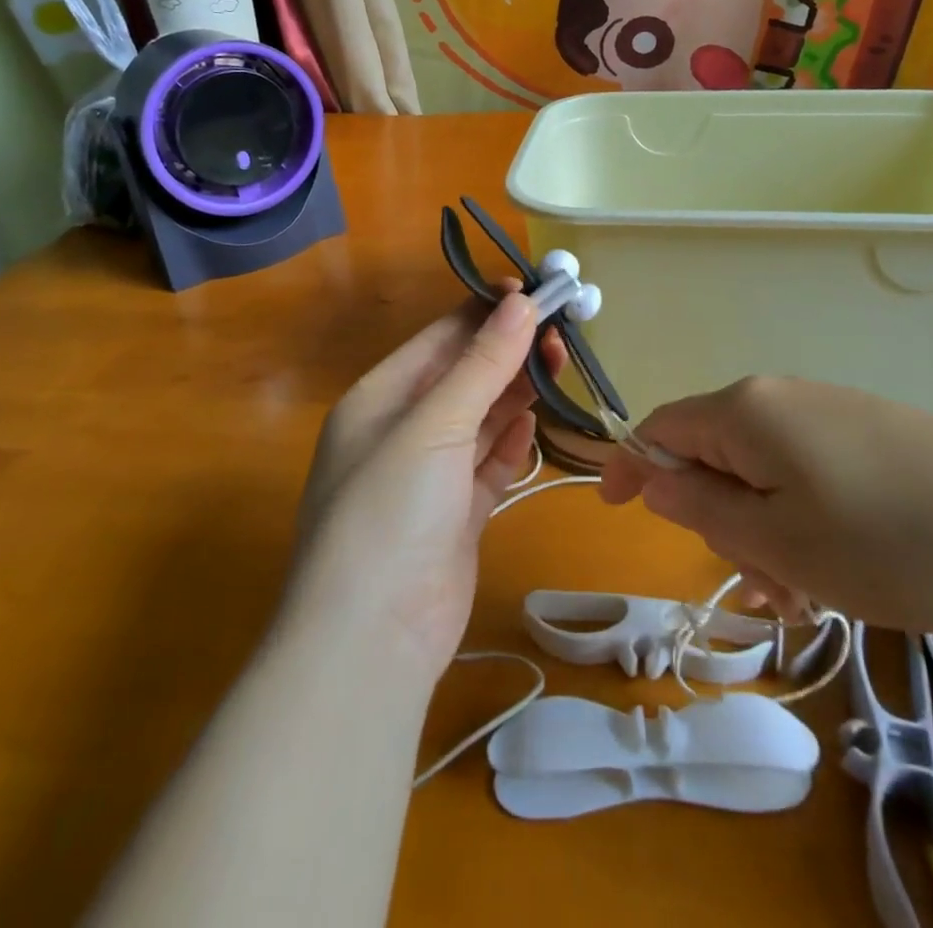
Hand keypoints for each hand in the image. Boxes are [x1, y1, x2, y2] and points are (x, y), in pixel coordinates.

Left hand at [286, 291, 564, 679]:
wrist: (371, 640)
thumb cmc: (390, 510)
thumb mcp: (435, 424)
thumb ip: (483, 364)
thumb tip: (522, 302)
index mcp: (379, 398)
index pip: (440, 338)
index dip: (487, 312)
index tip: (537, 293)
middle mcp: (400, 430)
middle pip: (464, 376)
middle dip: (509, 353)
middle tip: (561, 336)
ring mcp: (428, 476)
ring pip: (480, 418)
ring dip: (515, 394)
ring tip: (558, 368)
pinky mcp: (455, 515)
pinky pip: (487, 464)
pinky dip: (510, 444)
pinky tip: (533, 428)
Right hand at [599, 376, 932, 632]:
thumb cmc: (888, 540)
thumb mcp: (779, 541)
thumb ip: (703, 508)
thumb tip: (655, 479)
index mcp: (746, 410)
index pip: (662, 428)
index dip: (631, 467)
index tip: (612, 509)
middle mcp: (781, 397)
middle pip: (714, 455)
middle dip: (719, 521)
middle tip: (761, 587)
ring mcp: (829, 412)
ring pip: (763, 474)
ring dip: (765, 533)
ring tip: (810, 595)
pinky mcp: (868, 432)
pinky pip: (807, 474)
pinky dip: (802, 521)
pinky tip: (841, 569)